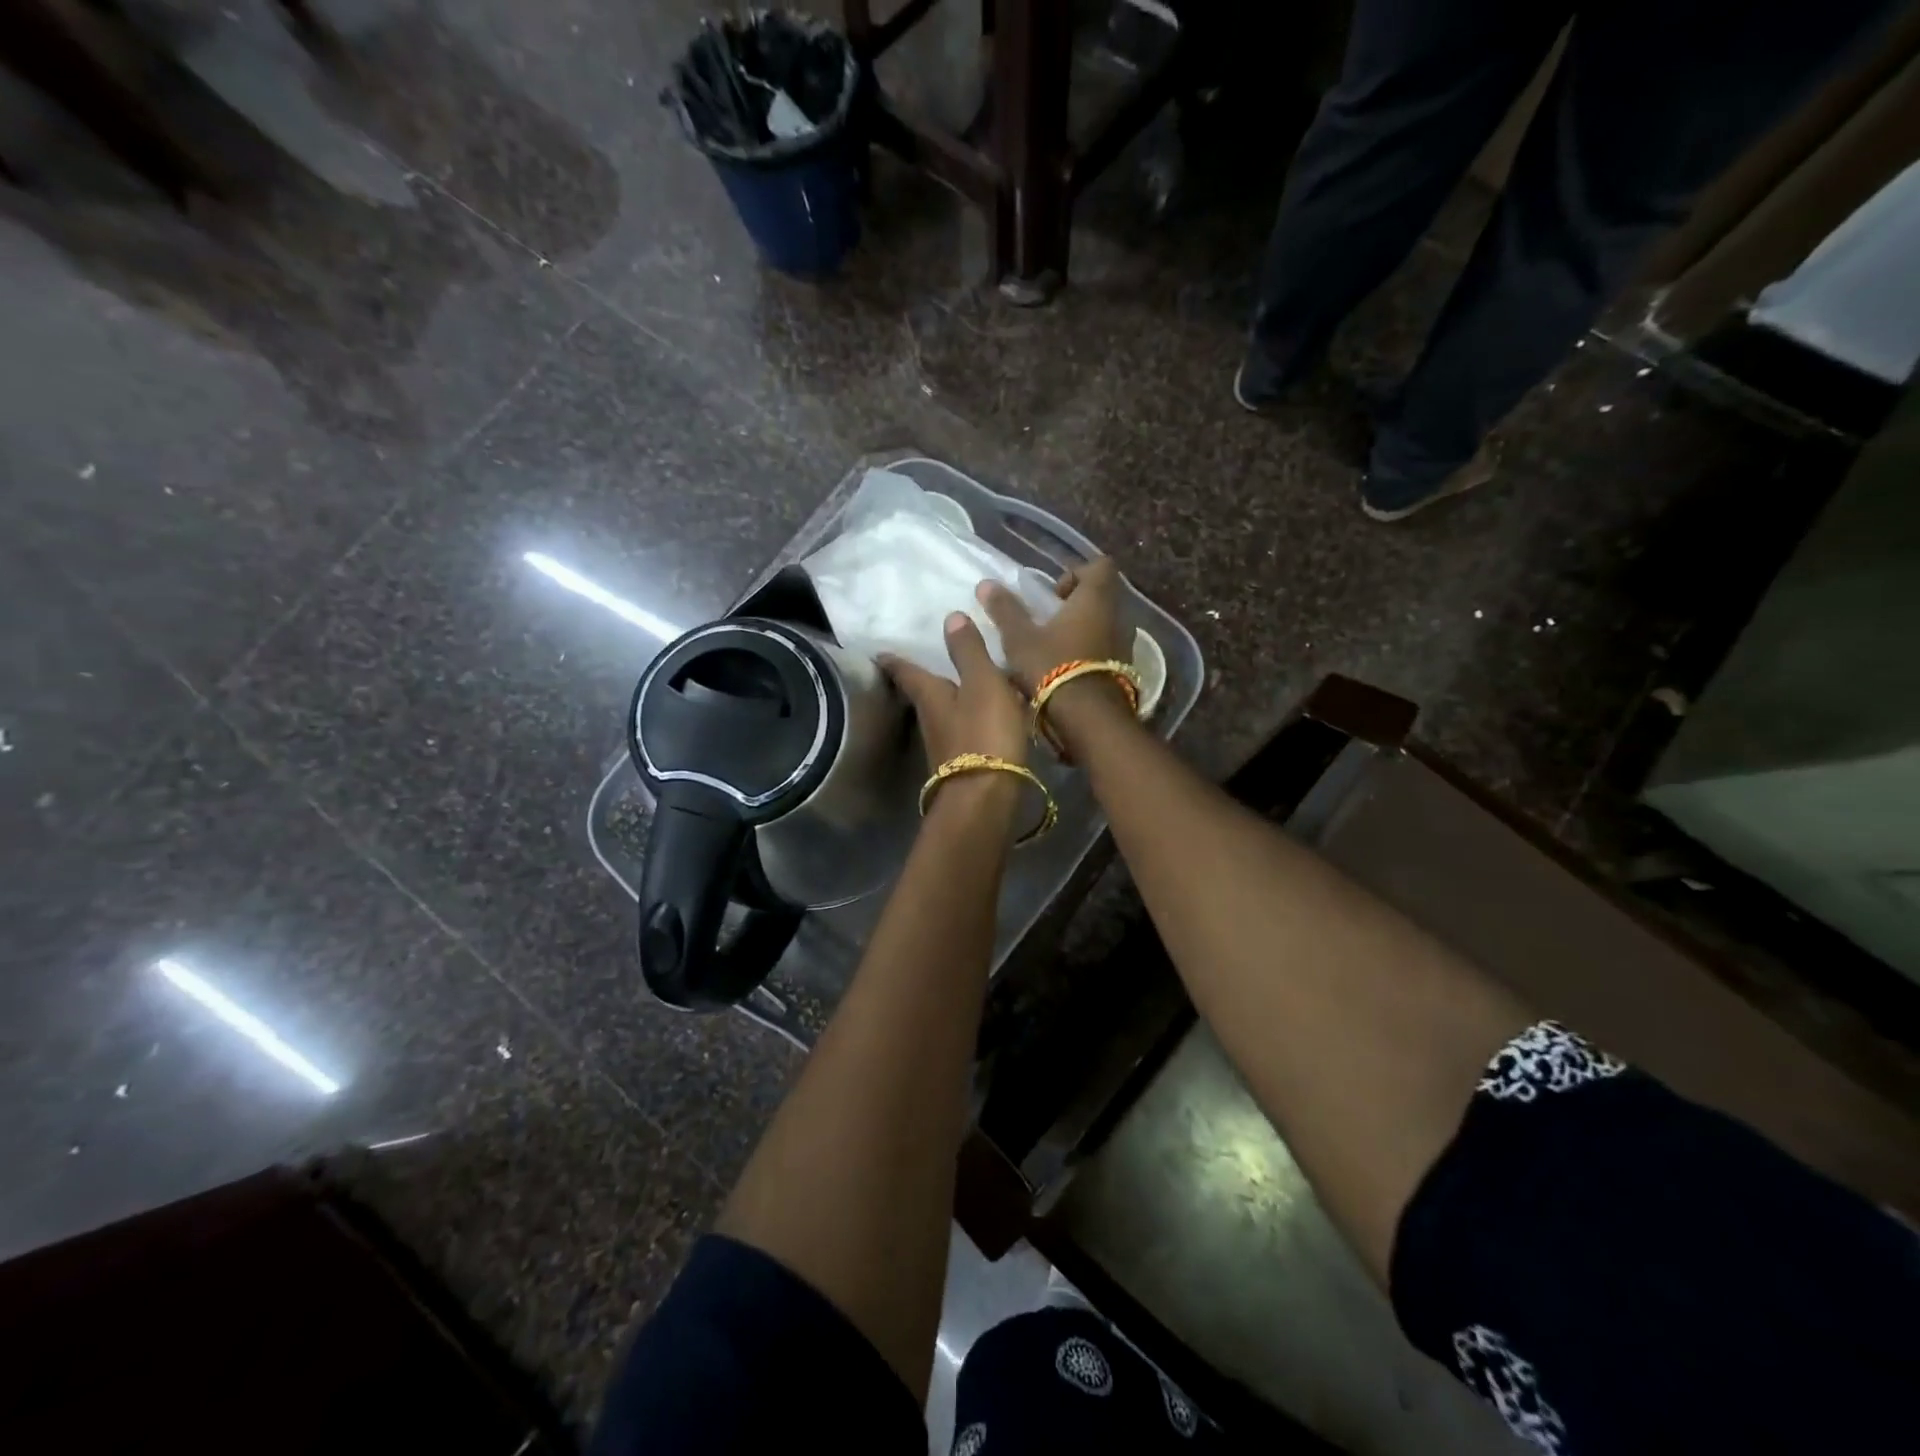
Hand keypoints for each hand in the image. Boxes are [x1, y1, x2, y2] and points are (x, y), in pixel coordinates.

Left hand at [880, 613, 1029, 771]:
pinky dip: (969, 720)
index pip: (905, 671)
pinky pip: (963, 732)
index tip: (880, 651)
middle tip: (929, 661)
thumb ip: (968, 651)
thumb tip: (950, 616)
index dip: (893, 659)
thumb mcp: (982, 683)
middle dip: (923, 678)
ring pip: (942, 714)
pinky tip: (985, 718)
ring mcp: (943, 746)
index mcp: (929, 695)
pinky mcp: (961, 765)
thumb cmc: (983, 733)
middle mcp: (929, 719)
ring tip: (963, 685)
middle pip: (921, 694)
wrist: (985, 798)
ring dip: (949, 700)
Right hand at [975, 557, 1127, 694]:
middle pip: (1102, 597)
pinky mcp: (1125, 671)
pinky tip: (1066, 671)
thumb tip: (987, 583)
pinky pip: (1108, 650)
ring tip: (1054, 649)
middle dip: (1076, 606)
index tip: (1053, 595)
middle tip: (1047, 623)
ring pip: (1105, 625)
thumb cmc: (1053, 667)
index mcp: (1096, 598)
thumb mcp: (1020, 638)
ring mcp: (1126, 645)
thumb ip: (1005, 610)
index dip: (1076, 574)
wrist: (1089, 719)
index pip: (1100, 566)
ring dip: (1083, 631)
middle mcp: (1118, 616)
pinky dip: (1090, 653)